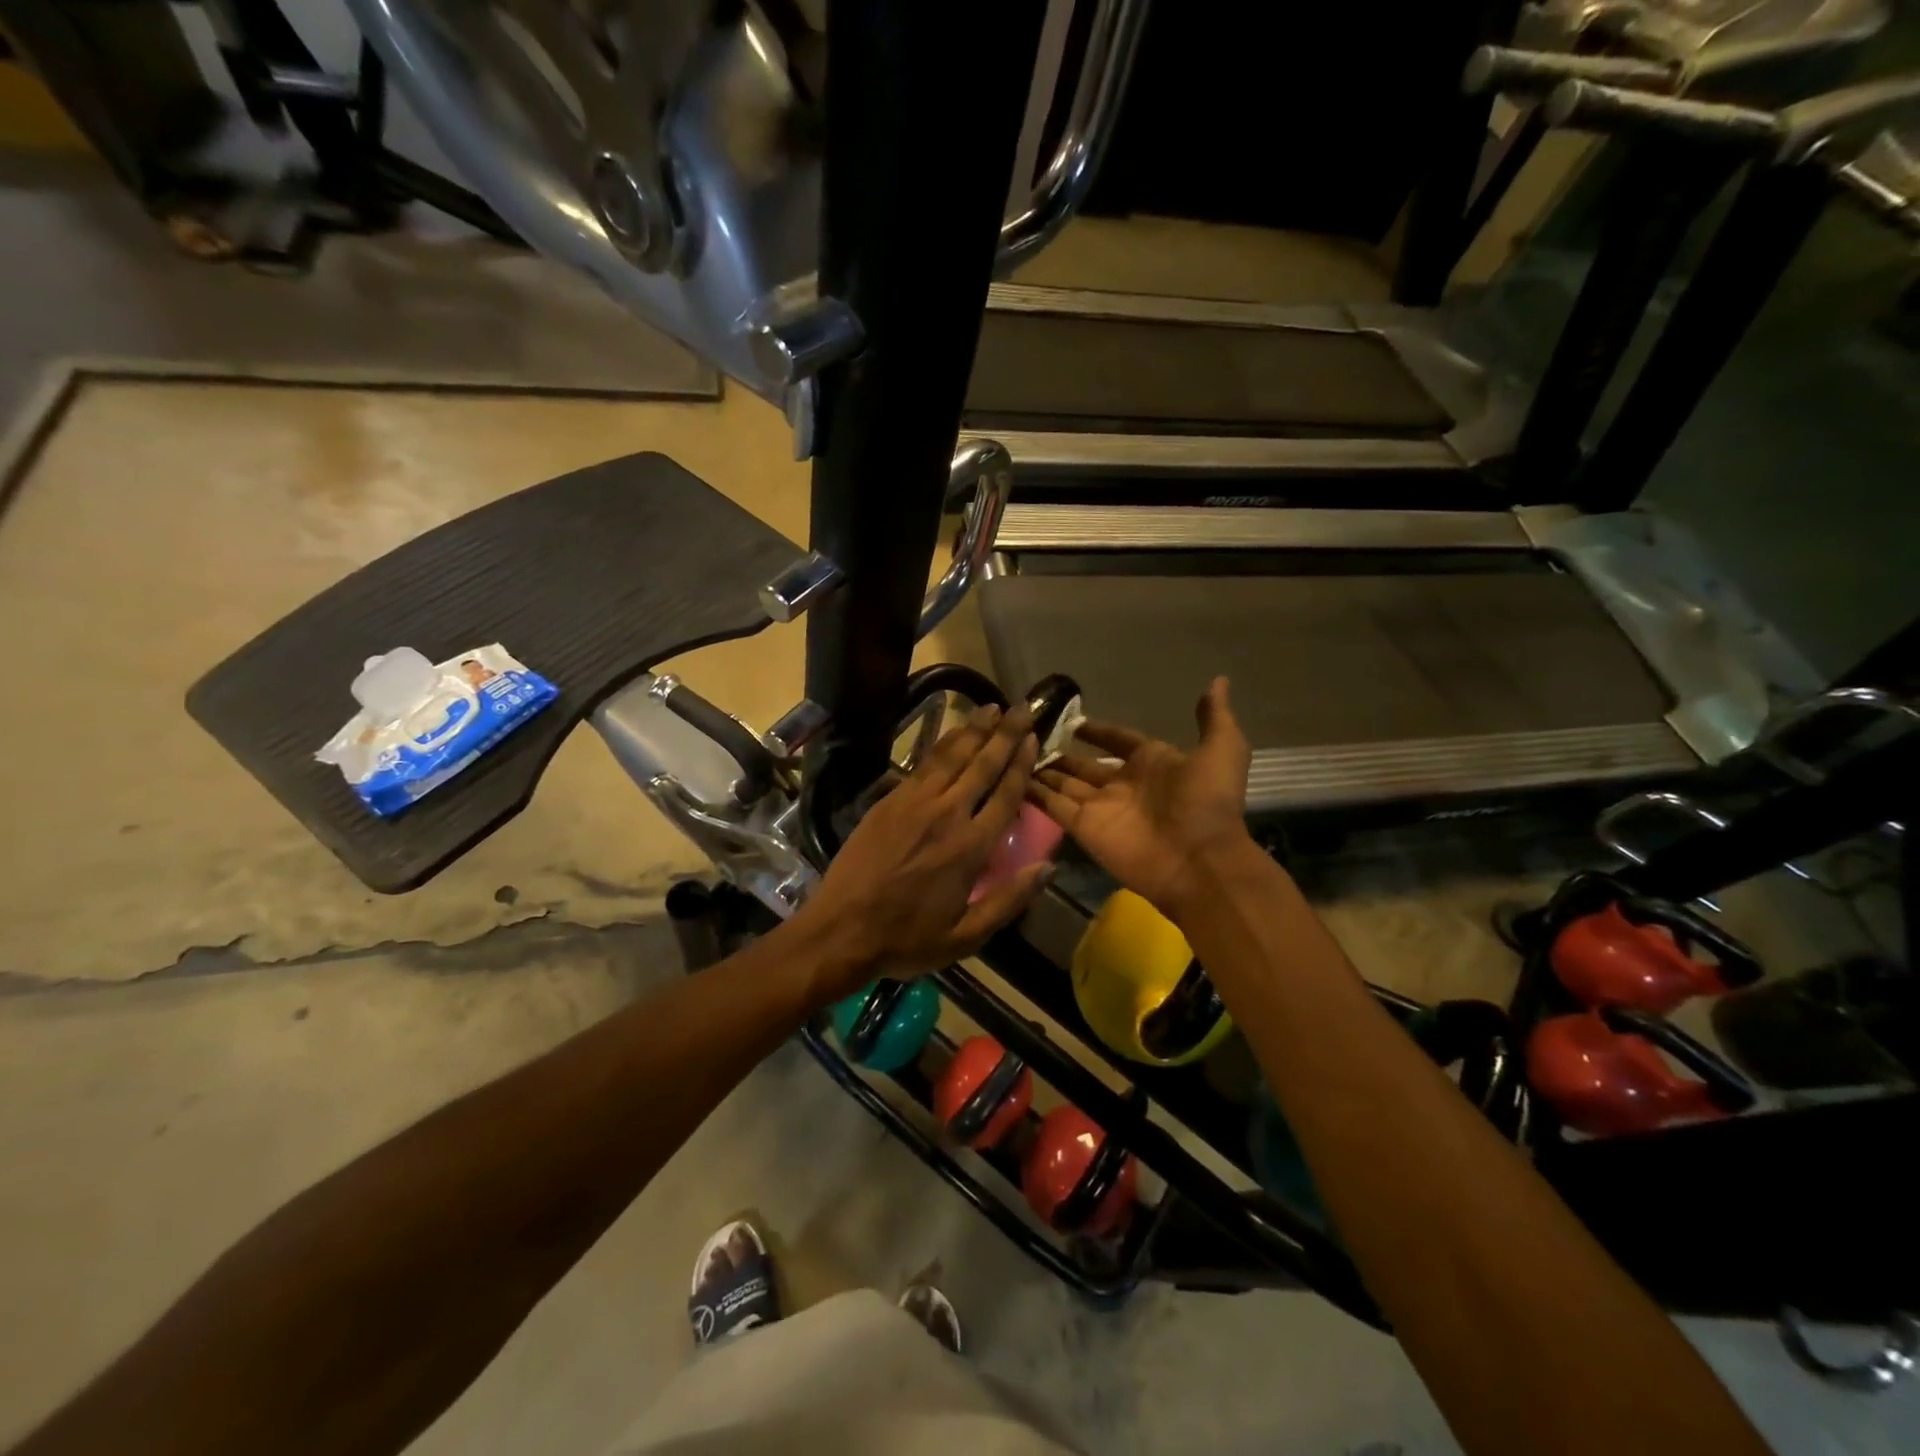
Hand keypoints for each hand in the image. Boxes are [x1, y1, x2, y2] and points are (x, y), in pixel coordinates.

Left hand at [793, 705, 1048, 997]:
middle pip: (982, 764)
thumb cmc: (907, 939)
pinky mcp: (888, 800)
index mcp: (970, 847)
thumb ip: (1009, 899)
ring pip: (950, 756)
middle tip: (1022, 708)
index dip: (1022, 763)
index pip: (1005, 794)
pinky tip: (952, 735)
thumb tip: (1048, 867)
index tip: (1035, 737)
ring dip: (973, 730)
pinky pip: (922, 764)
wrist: (840, 930)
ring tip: (991, 708)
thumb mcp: (966, 936)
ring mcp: (913, 803)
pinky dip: (942, 745)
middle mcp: (946, 814)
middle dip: (1005, 734)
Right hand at [1027, 677, 1253, 919]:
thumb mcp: (1222, 749)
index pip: (1118, 741)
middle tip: (1029, 736)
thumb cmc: (1208, 802)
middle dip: (1060, 754)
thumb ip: (1214, 717)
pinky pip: (1053, 806)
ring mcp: (1100, 807)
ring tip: (1011, 750)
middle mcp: (1122, 784)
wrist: (1199, 860)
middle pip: (1084, 765)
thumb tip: (1218, 681)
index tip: (1074, 721)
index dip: (1098, 731)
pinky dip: (1033, 793)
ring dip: (1041, 770)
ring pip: (1063, 784)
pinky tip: (1010, 775)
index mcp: (1152, 763)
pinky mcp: (1083, 828)